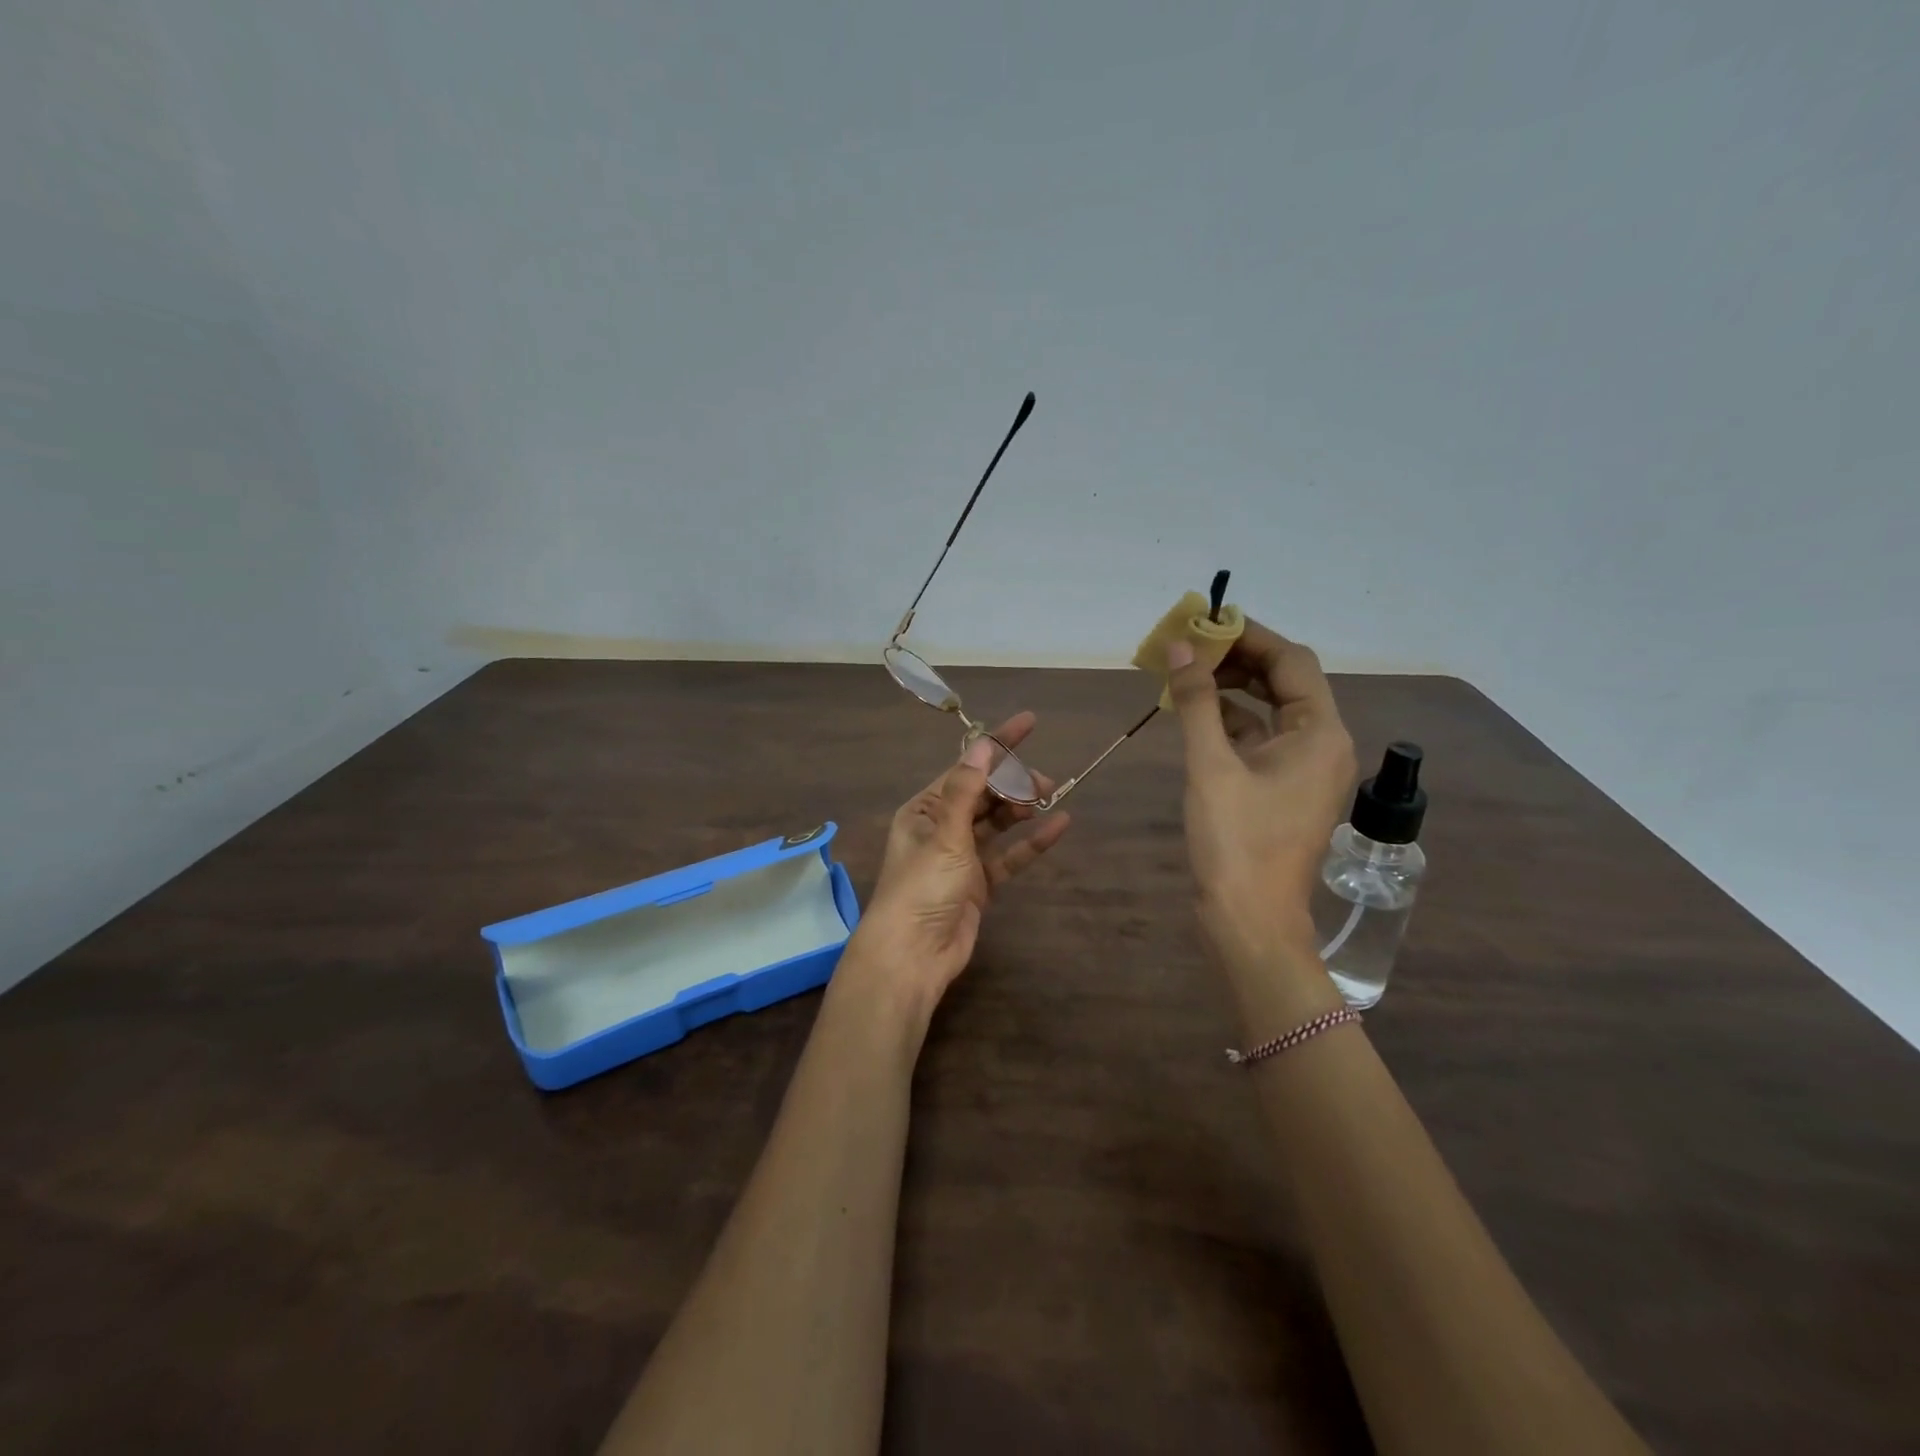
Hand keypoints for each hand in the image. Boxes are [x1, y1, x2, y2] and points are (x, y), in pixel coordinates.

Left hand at [845, 711, 1072, 1013]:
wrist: (913, 955)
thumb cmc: (921, 887)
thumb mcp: (945, 833)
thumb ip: (967, 789)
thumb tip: (984, 745)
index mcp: (924, 809)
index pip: (966, 767)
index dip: (997, 746)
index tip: (1029, 723)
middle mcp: (941, 827)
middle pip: (983, 794)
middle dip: (1013, 782)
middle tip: (1045, 782)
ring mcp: (960, 857)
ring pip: (997, 823)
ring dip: (1022, 809)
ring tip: (1052, 797)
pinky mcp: (978, 884)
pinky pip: (1009, 856)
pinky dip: (1031, 843)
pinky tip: (1059, 827)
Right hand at [1165, 619, 1355, 976]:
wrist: (1250, 921)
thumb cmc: (1236, 842)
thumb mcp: (1211, 765)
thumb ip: (1197, 702)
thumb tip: (1180, 649)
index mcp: (1320, 733)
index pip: (1291, 661)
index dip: (1249, 635)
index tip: (1205, 623)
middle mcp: (1323, 744)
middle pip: (1285, 682)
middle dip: (1238, 660)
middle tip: (1189, 649)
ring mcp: (1305, 769)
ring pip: (1271, 710)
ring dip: (1232, 689)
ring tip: (1186, 676)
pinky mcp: (1284, 789)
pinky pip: (1261, 739)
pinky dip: (1231, 722)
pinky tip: (1195, 715)